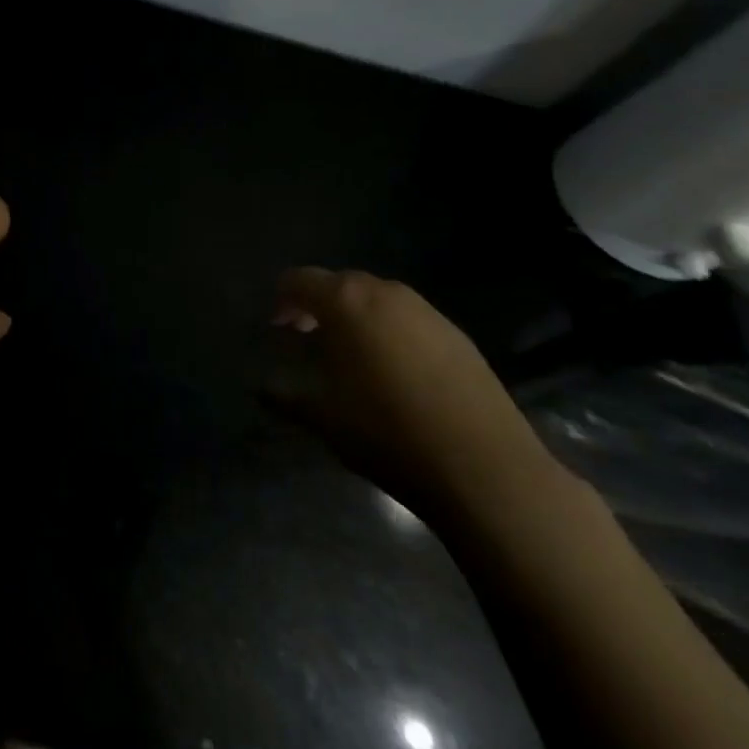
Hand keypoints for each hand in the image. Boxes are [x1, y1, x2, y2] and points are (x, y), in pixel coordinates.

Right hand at [268, 268, 554, 521]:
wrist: (485, 469)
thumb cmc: (386, 432)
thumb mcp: (322, 417)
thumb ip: (286, 395)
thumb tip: (263, 387)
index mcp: (345, 301)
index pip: (298, 280)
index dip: (281, 299)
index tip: (276, 328)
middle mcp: (385, 292)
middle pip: (340, 284)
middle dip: (319, 306)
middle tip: (308, 338)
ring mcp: (427, 311)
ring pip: (378, 301)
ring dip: (357, 318)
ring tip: (352, 357)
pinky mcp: (458, 336)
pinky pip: (410, 321)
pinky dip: (391, 334)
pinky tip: (396, 374)